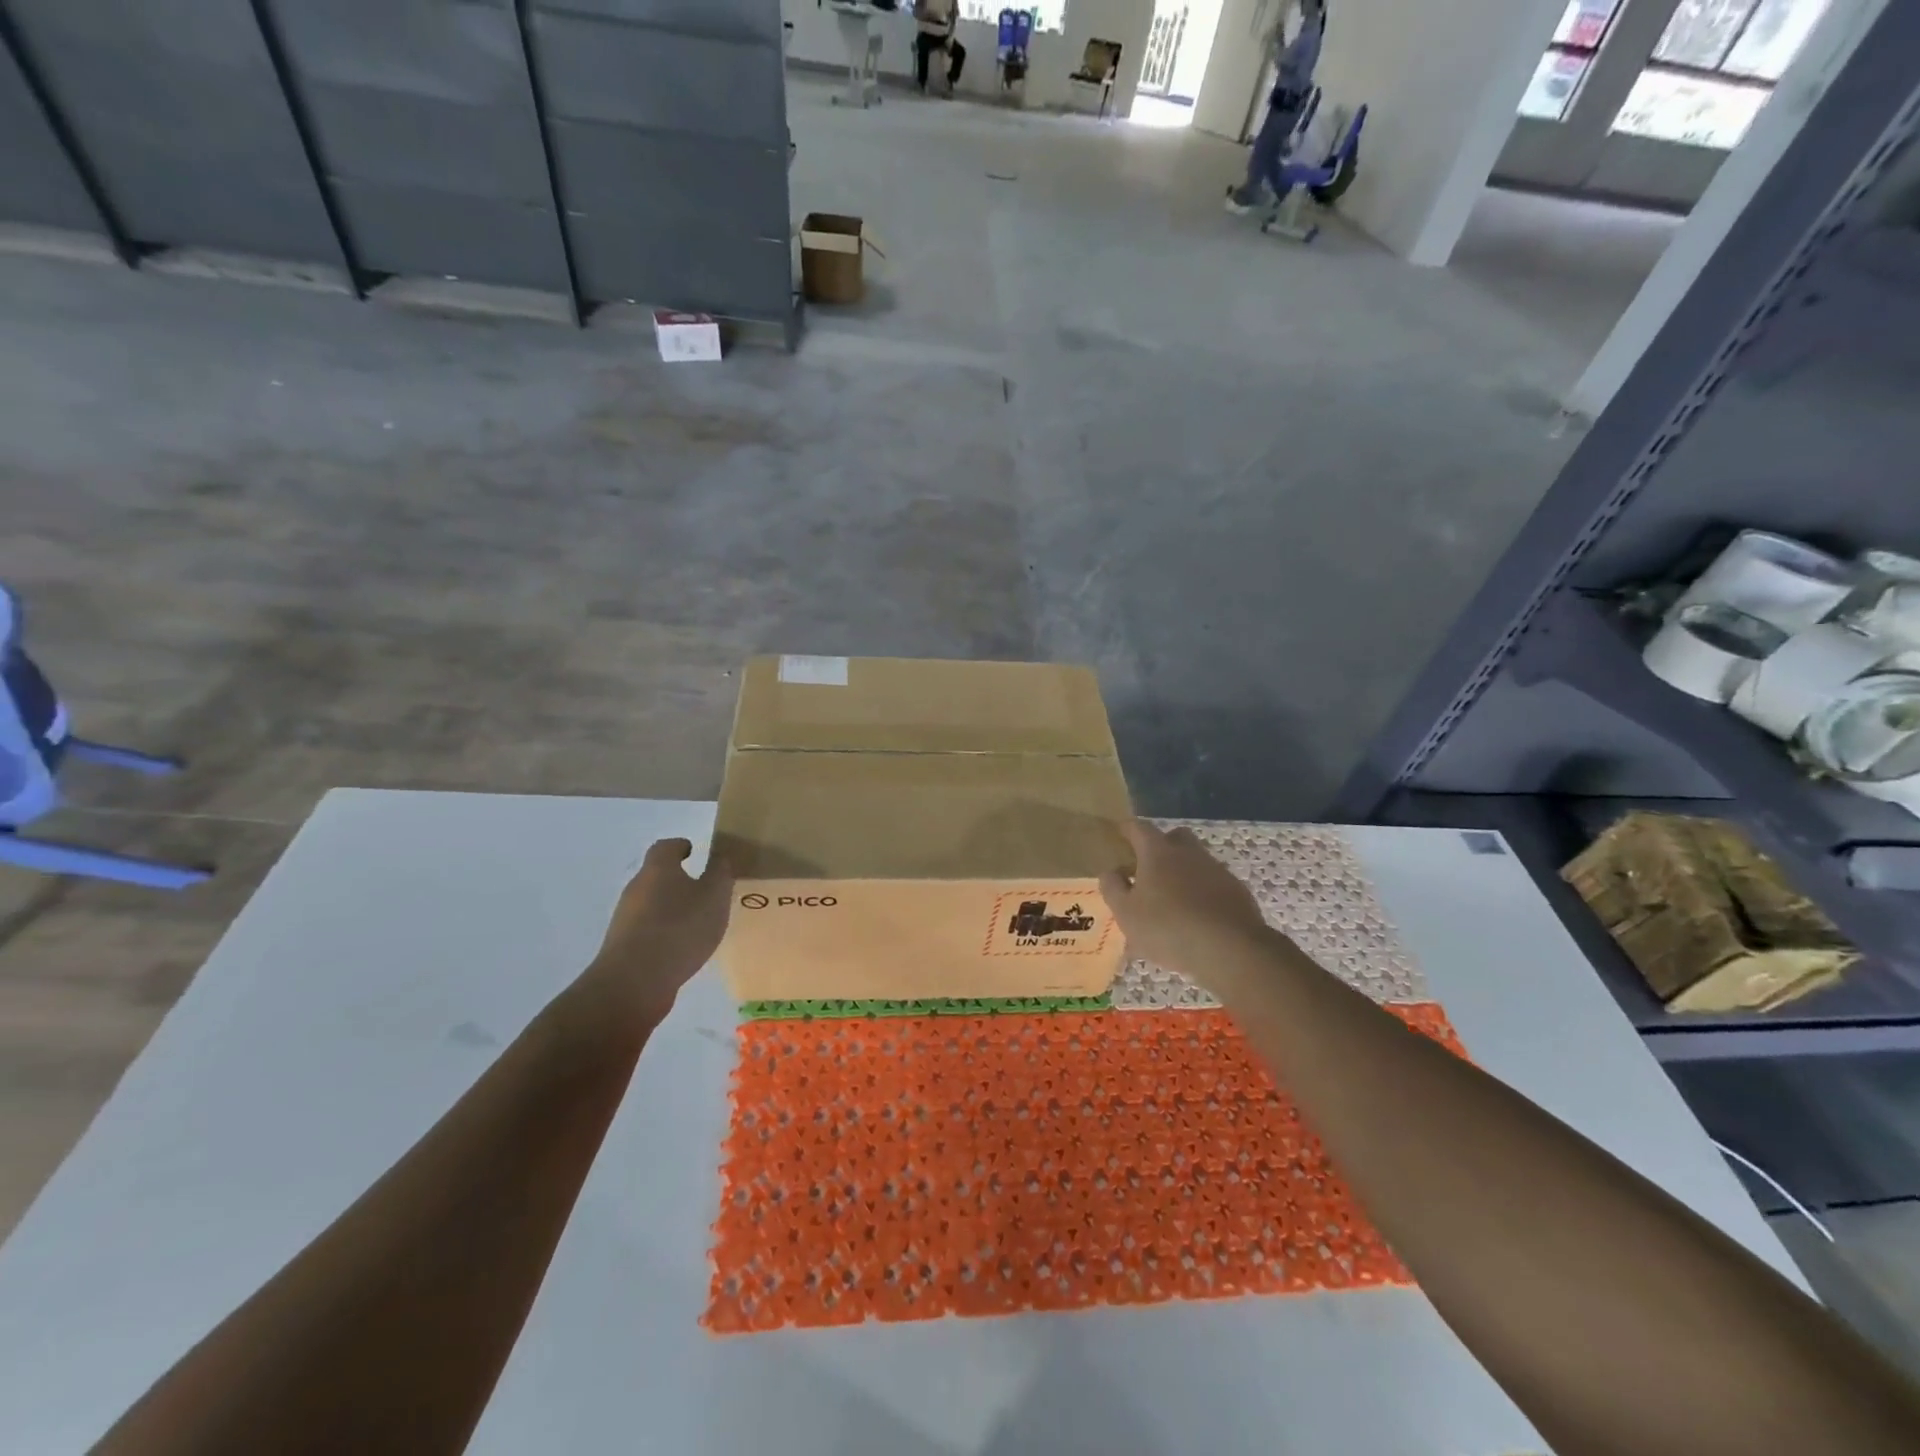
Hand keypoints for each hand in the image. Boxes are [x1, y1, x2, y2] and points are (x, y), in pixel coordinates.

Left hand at [579, 838, 733, 1026]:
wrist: (634, 981)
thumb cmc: (680, 928)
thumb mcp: (714, 896)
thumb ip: (720, 874)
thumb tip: (720, 858)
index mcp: (658, 869)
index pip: (665, 847)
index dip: (680, 846)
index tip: (693, 851)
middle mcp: (637, 888)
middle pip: (656, 875)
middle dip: (677, 879)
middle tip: (703, 889)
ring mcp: (625, 919)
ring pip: (651, 904)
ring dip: (671, 908)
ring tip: (697, 921)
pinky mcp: (623, 946)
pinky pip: (647, 930)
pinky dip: (664, 931)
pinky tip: (681, 947)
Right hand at [1100, 821, 1279, 995]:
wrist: (1230, 949)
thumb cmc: (1167, 927)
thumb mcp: (1126, 913)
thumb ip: (1113, 888)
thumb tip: (1110, 871)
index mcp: (1157, 852)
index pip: (1139, 828)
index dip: (1127, 829)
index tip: (1120, 833)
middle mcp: (1188, 852)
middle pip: (1174, 837)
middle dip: (1161, 845)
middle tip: (1148, 866)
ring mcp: (1216, 870)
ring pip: (1195, 860)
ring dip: (1183, 871)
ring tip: (1171, 898)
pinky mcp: (1237, 891)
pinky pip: (1213, 883)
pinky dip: (1202, 892)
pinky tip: (1196, 916)